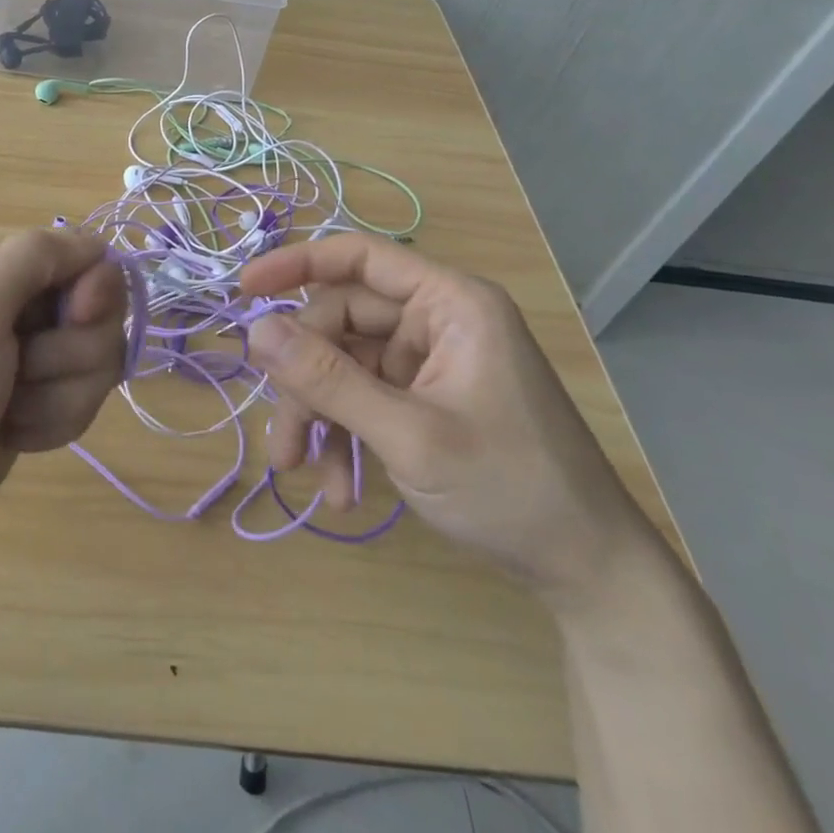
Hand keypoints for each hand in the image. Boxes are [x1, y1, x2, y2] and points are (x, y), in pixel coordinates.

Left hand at [0, 228, 126, 557]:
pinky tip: (12, 434)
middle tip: (21, 372)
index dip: (93, 290)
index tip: (75, 318)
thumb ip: (32, 258)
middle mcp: (20, 305)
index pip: (87, 257)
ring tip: (8, 411)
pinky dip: (52, 423)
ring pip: (97, 362)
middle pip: (100, 314)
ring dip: (56, 396)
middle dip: (69, 353)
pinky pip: (83, 401)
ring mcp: (32, 357)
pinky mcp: (40, 401)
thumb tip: (96, 245)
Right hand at [239, 234, 652, 606]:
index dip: (296, 265)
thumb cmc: (511, 489)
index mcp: (450, 303)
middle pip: (342, 322)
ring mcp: (431, 362)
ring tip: (303, 472)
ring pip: (345, 365)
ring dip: (320, 417)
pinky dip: (345, 436)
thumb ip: (328, 379)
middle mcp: (438, 321)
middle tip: (281, 438)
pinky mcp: (426, 399)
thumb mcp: (409, 435)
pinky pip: (365, 399)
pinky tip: (341, 487)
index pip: (358, 258)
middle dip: (306, 379)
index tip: (243, 289)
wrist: (589, 574)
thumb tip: (255, 329)